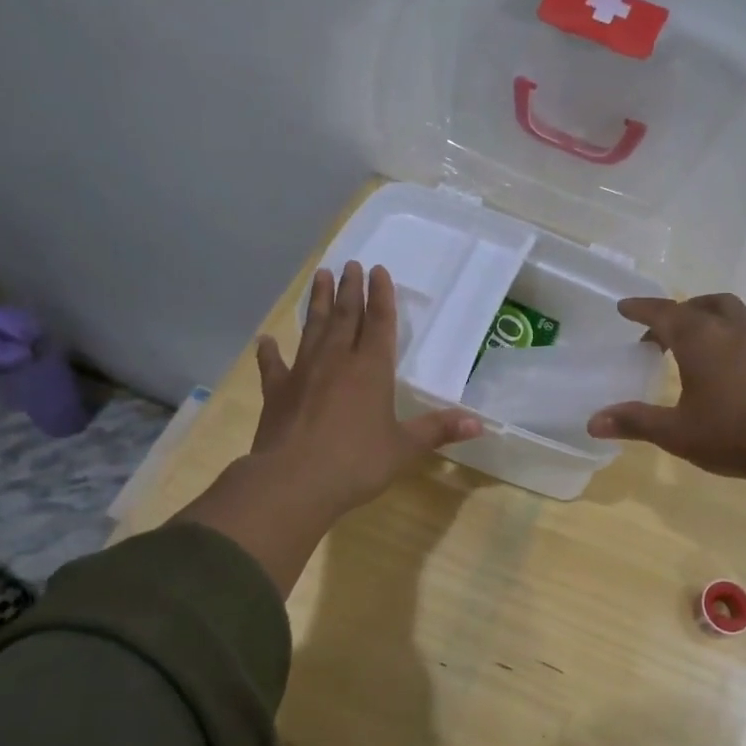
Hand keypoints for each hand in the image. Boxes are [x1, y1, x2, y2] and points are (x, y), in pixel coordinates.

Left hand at [177, 261, 479, 594]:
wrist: (293, 481)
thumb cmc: (356, 463)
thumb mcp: (404, 448)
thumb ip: (438, 430)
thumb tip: (480, 423)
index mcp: (371, 370)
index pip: (380, 323)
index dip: (381, 296)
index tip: (378, 270)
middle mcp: (337, 361)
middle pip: (345, 316)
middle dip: (349, 289)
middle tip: (349, 264)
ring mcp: (303, 373)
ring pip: (313, 329)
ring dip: (317, 303)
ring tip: (320, 277)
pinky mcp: (277, 391)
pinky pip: (273, 365)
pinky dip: (269, 352)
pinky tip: (266, 341)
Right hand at [586, 293, 745, 481]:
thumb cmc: (731, 435)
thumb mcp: (675, 433)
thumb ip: (634, 422)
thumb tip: (592, 422)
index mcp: (698, 341)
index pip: (663, 314)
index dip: (641, 309)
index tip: (625, 307)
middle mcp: (731, 330)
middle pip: (700, 306)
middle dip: (678, 313)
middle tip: (663, 334)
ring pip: (734, 310)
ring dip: (713, 314)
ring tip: (705, 332)